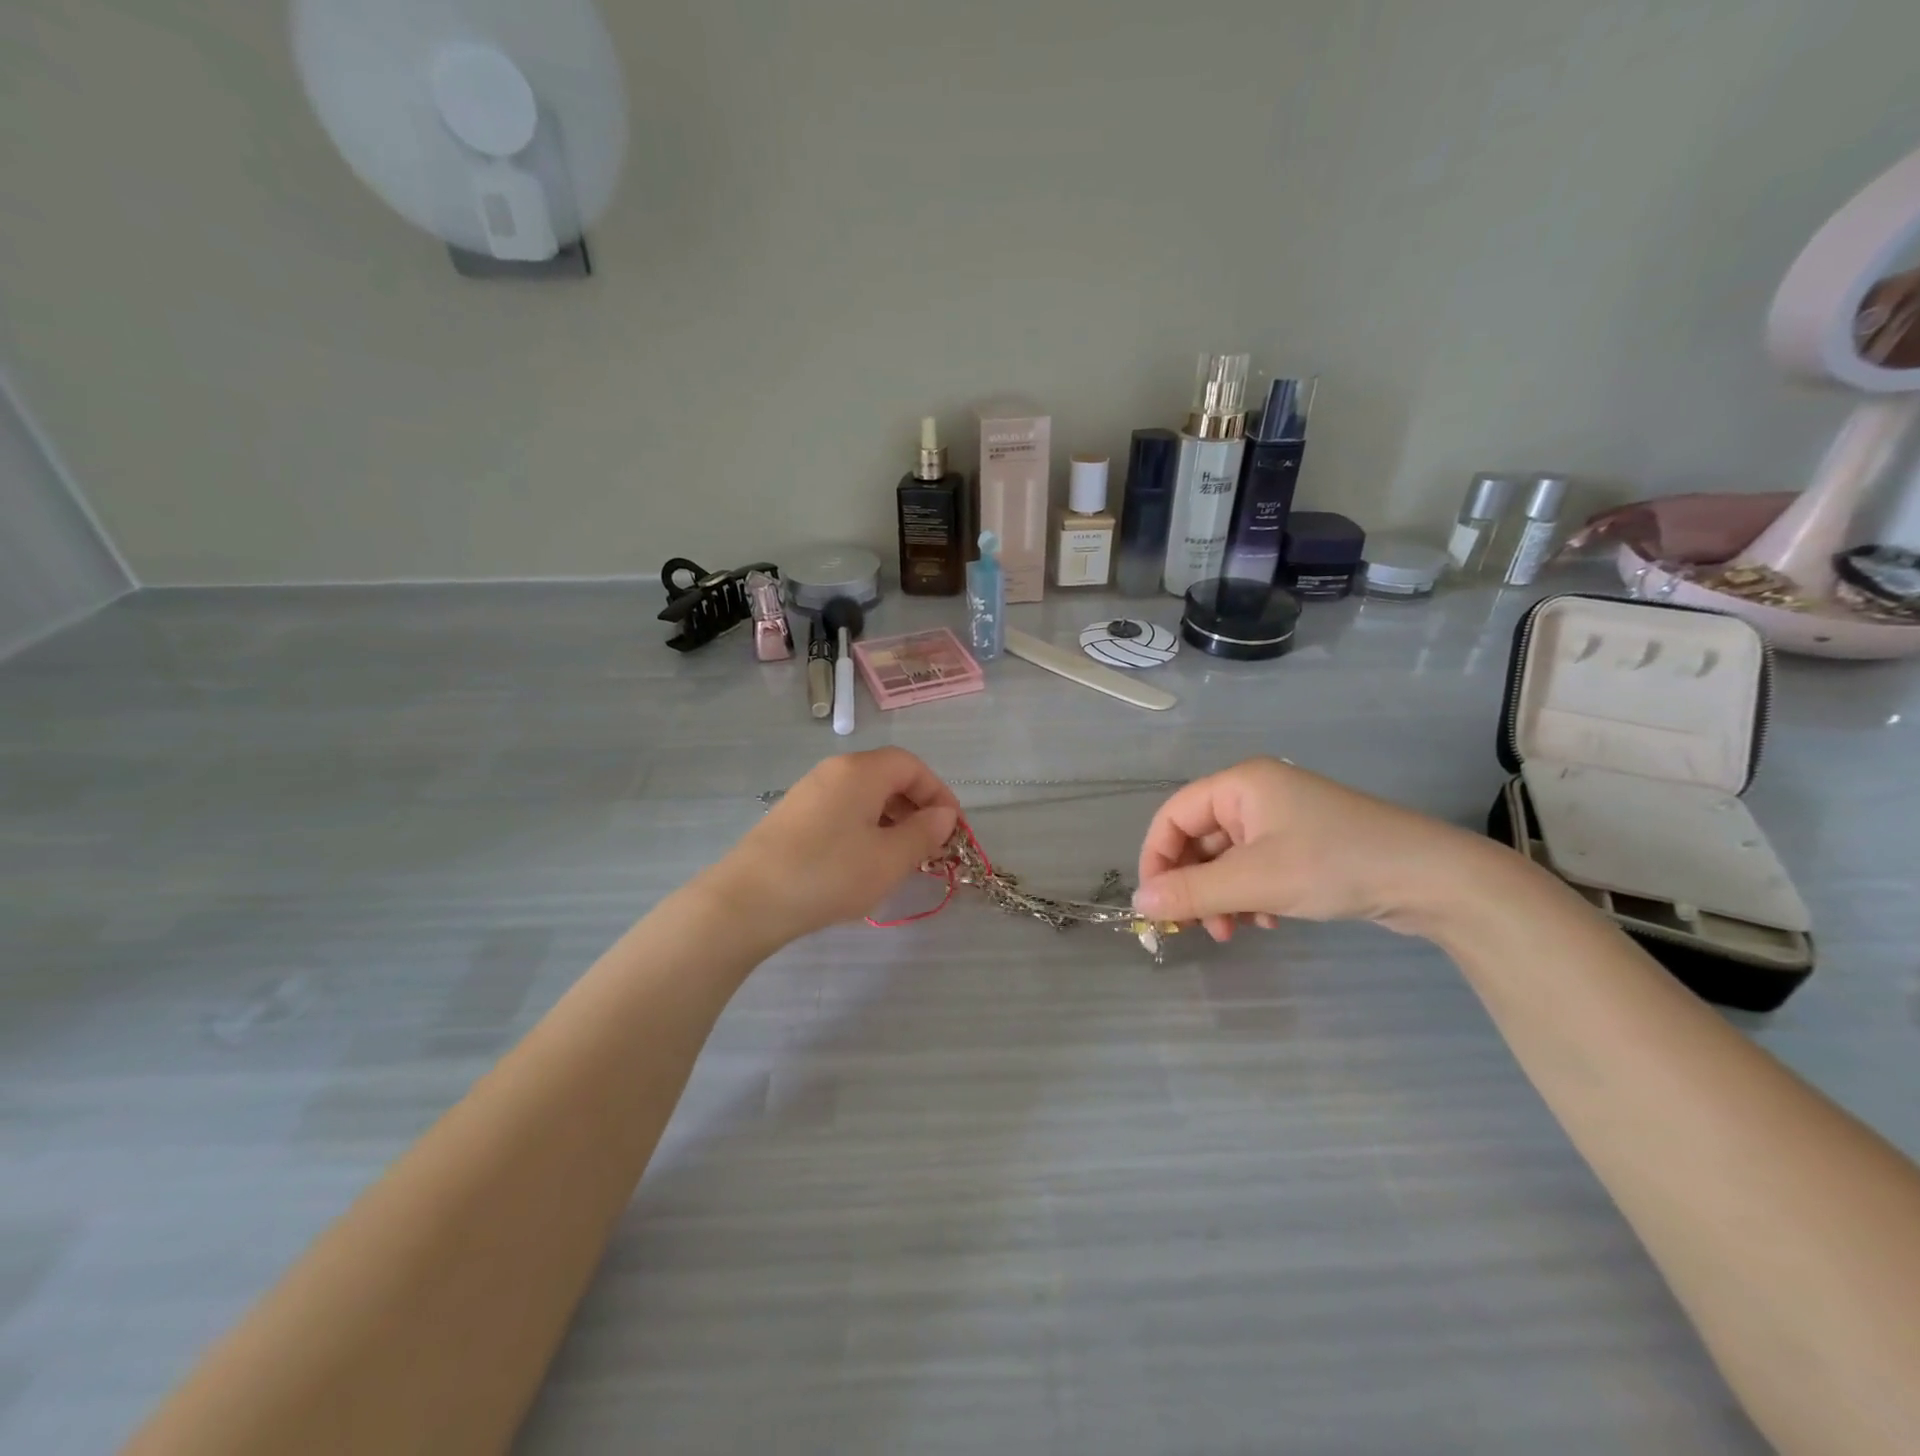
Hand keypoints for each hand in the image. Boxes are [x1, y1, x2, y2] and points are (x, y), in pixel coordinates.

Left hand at [705, 749, 960, 940]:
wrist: (747, 901)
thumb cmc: (829, 874)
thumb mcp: (889, 859)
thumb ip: (923, 834)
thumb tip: (944, 816)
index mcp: (860, 771)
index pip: (912, 766)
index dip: (939, 793)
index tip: (952, 829)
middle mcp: (834, 771)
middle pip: (888, 777)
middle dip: (916, 808)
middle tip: (930, 847)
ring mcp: (809, 792)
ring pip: (864, 796)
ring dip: (892, 821)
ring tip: (901, 859)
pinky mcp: (793, 816)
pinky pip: (842, 811)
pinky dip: (865, 829)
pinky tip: (864, 864)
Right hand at [1133, 757, 1494, 941]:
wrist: (1433, 879)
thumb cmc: (1335, 864)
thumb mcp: (1256, 881)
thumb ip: (1192, 892)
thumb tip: (1138, 903)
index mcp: (1240, 785)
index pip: (1173, 816)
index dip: (1157, 858)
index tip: (1156, 904)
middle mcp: (1256, 795)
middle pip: (1199, 839)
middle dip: (1195, 885)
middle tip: (1199, 927)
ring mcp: (1283, 820)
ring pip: (1228, 859)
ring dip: (1222, 896)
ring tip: (1235, 930)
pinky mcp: (1304, 845)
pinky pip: (1256, 868)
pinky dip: (1252, 895)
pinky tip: (1270, 921)